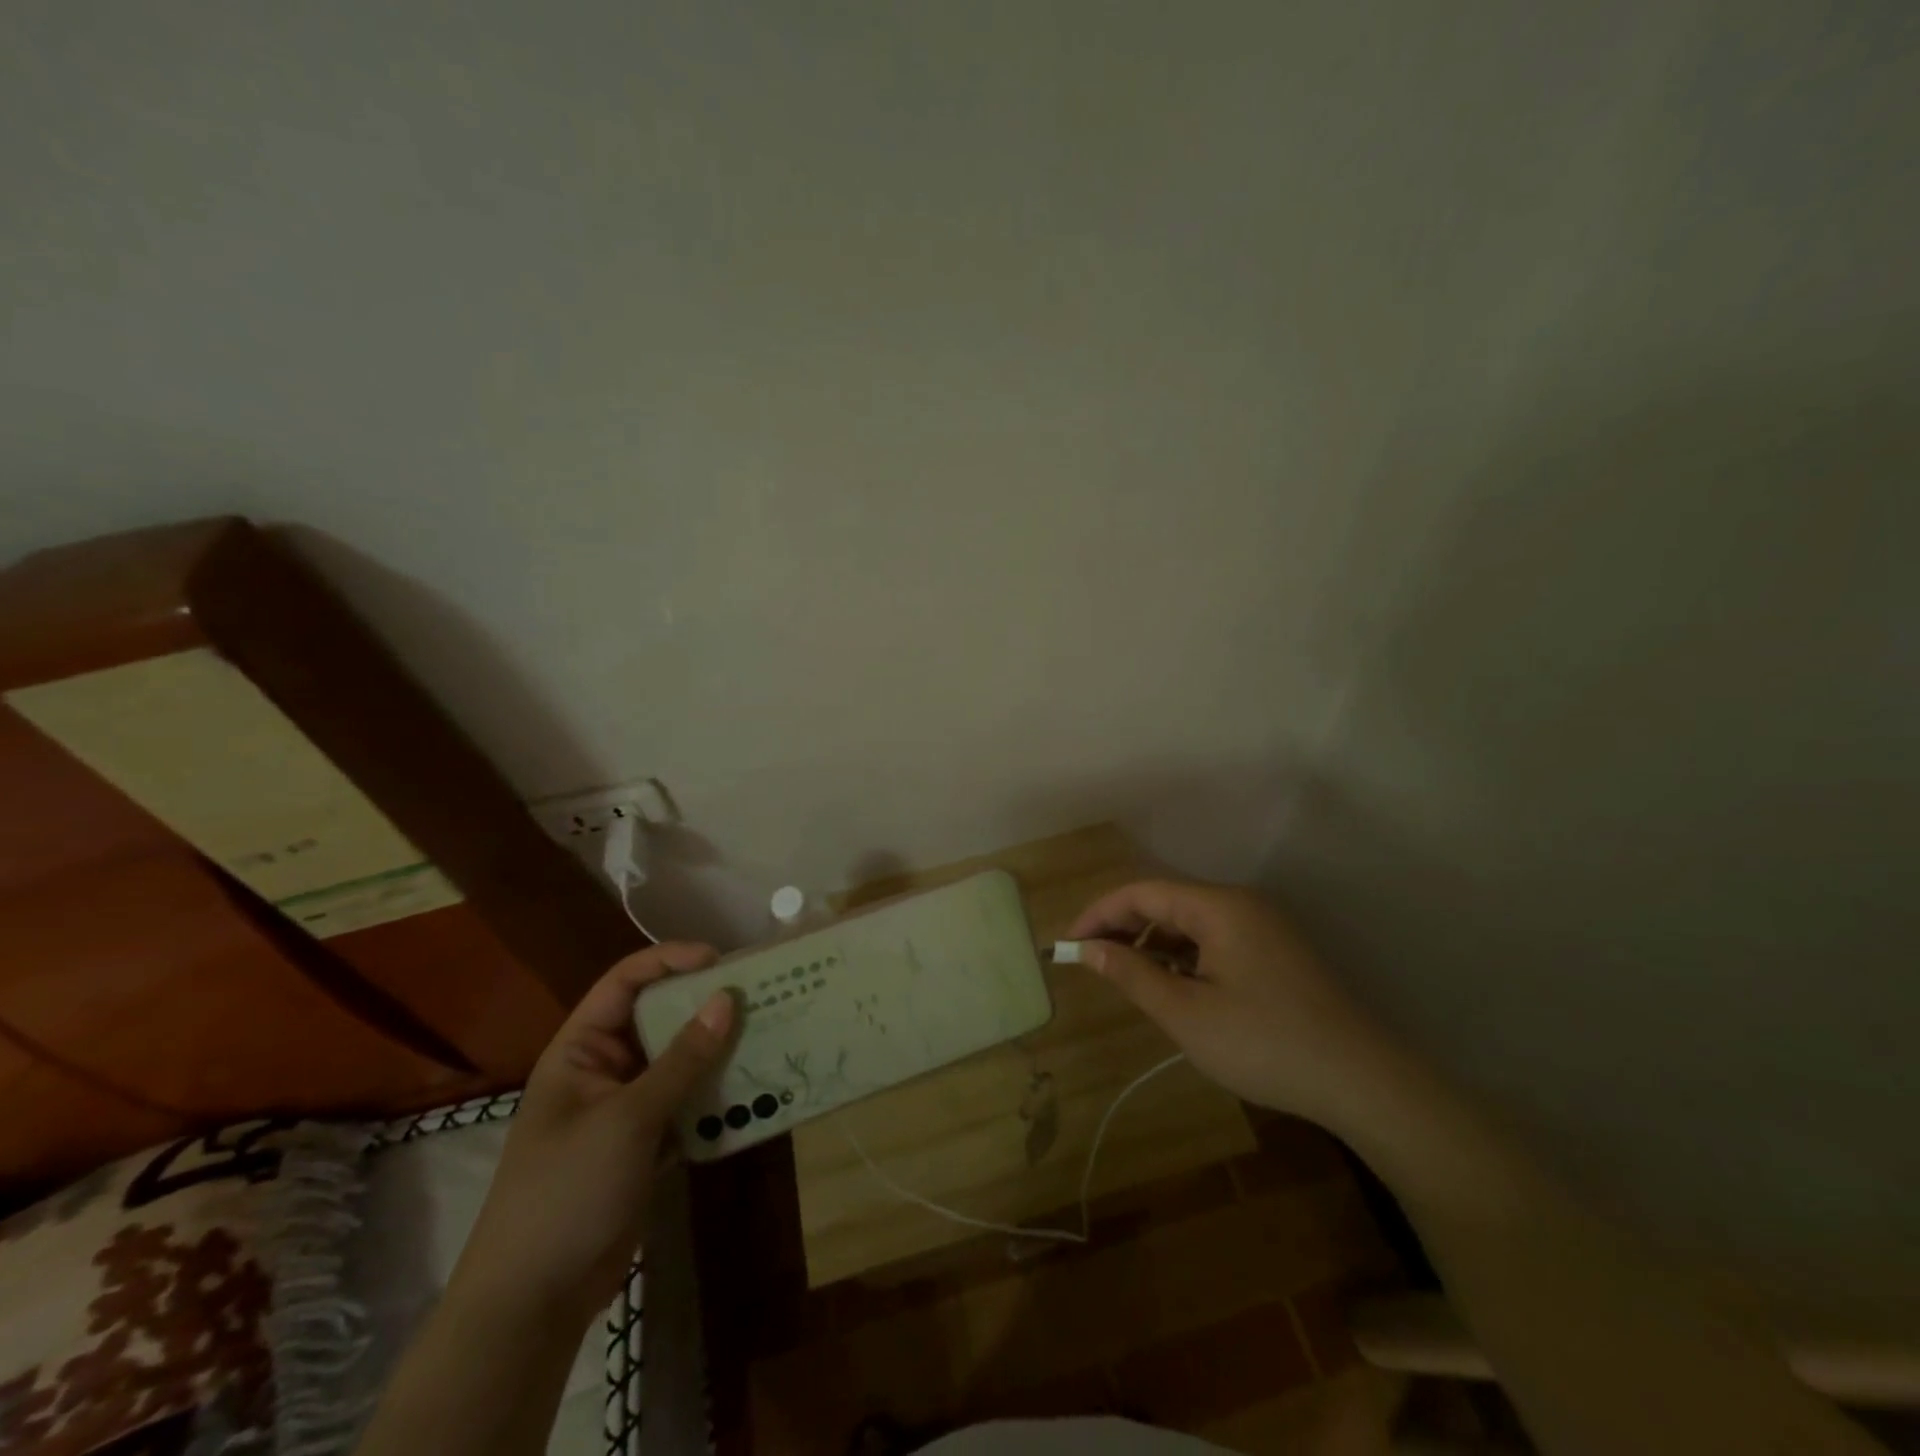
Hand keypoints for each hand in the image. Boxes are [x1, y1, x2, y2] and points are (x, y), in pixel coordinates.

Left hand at [449, 943, 736, 1325]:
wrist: (533, 1303)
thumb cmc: (567, 1192)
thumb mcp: (627, 1119)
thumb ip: (681, 1060)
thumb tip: (727, 1000)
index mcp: (580, 1051)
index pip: (624, 984)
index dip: (668, 961)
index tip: (720, 961)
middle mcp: (603, 1070)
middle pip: (657, 1019)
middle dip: (703, 1006)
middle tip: (758, 994)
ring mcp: (625, 1109)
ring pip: (677, 1062)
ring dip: (716, 1051)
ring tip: (767, 1033)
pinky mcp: (645, 1144)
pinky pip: (686, 1103)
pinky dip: (715, 1095)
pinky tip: (753, 1088)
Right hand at [1067, 880, 1407, 1134]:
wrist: (1363, 1080)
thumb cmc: (1264, 1043)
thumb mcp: (1186, 1013)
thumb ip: (1131, 974)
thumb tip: (1087, 949)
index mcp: (1218, 906)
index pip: (1141, 893)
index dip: (1099, 914)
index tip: (1068, 946)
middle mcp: (1241, 904)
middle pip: (1166, 902)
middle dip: (1124, 928)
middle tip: (1090, 962)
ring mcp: (1263, 927)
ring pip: (1191, 922)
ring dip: (1153, 944)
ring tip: (1129, 979)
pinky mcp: (1275, 952)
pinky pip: (1215, 940)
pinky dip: (1184, 957)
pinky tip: (1174, 988)